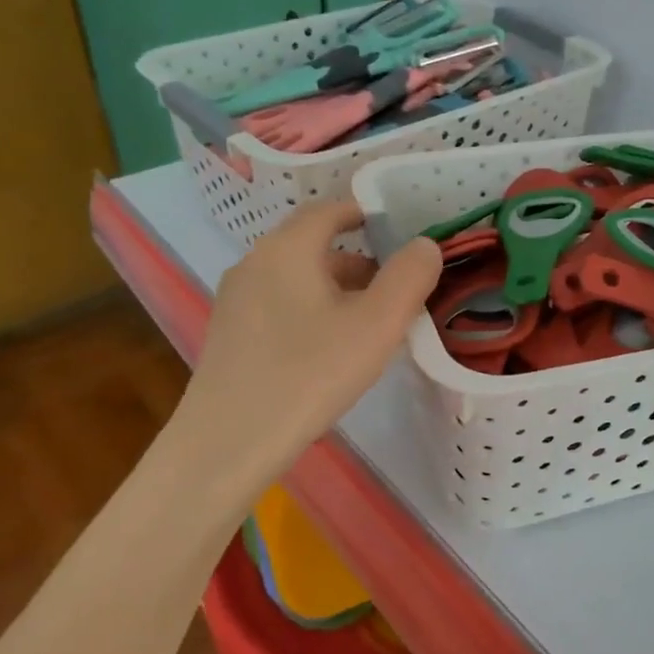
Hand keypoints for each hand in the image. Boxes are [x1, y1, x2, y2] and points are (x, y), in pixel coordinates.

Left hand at [168, 200, 440, 487]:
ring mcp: (236, 300)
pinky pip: (279, 304)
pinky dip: (310, 310)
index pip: (329, 210)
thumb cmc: (310, 373)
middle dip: (358, 261)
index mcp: (288, 248)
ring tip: (368, 323)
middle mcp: (255, 262)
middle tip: (394, 289)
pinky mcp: (229, 334)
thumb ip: (409, 277)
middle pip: (313, 246)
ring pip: (296, 277)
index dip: (364, 214)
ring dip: (335, 288)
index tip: (396, 232)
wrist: (228, 443)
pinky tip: (328, 350)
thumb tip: (425, 245)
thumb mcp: (377, 324)